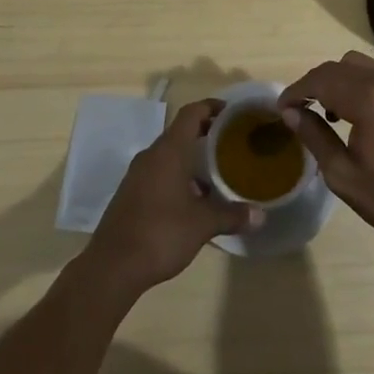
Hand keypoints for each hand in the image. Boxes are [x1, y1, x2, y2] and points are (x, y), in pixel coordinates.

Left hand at [84, 99, 259, 296]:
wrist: (112, 267)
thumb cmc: (160, 233)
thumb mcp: (202, 224)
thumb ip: (232, 215)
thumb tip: (261, 215)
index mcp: (169, 151)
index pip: (191, 113)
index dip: (211, 107)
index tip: (232, 113)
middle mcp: (151, 156)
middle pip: (180, 132)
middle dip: (206, 134)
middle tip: (231, 143)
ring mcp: (137, 175)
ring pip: (169, 155)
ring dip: (191, 159)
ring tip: (217, 174)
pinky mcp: (130, 194)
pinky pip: (159, 173)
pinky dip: (178, 176)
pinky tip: (193, 200)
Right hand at [279, 51, 373, 257]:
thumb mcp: (345, 176)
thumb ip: (315, 138)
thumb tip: (291, 113)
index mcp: (369, 98)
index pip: (321, 79)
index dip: (296, 90)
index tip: (281, 108)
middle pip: (340, 66)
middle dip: (316, 83)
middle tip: (301, 111)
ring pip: (361, 66)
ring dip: (340, 82)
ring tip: (332, 115)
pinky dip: (362, 86)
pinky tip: (361, 118)